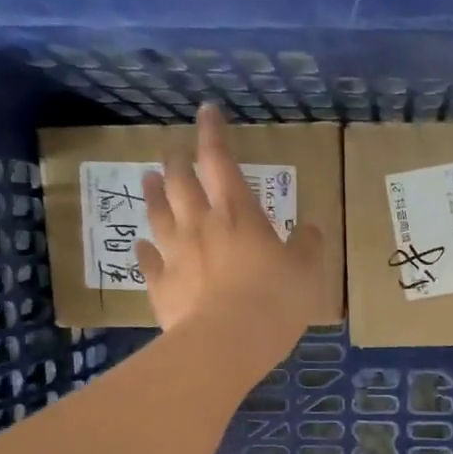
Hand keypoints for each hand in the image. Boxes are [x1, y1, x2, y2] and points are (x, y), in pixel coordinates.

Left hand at [138, 102, 326, 354]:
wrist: (227, 342)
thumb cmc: (274, 301)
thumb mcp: (306, 272)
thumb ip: (307, 247)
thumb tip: (311, 229)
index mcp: (238, 214)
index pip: (220, 161)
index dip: (213, 133)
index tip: (206, 111)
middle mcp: (200, 224)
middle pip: (181, 182)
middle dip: (177, 162)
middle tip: (173, 153)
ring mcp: (175, 254)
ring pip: (158, 214)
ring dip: (153, 194)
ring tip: (148, 180)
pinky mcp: (160, 285)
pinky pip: (148, 261)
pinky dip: (144, 251)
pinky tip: (142, 247)